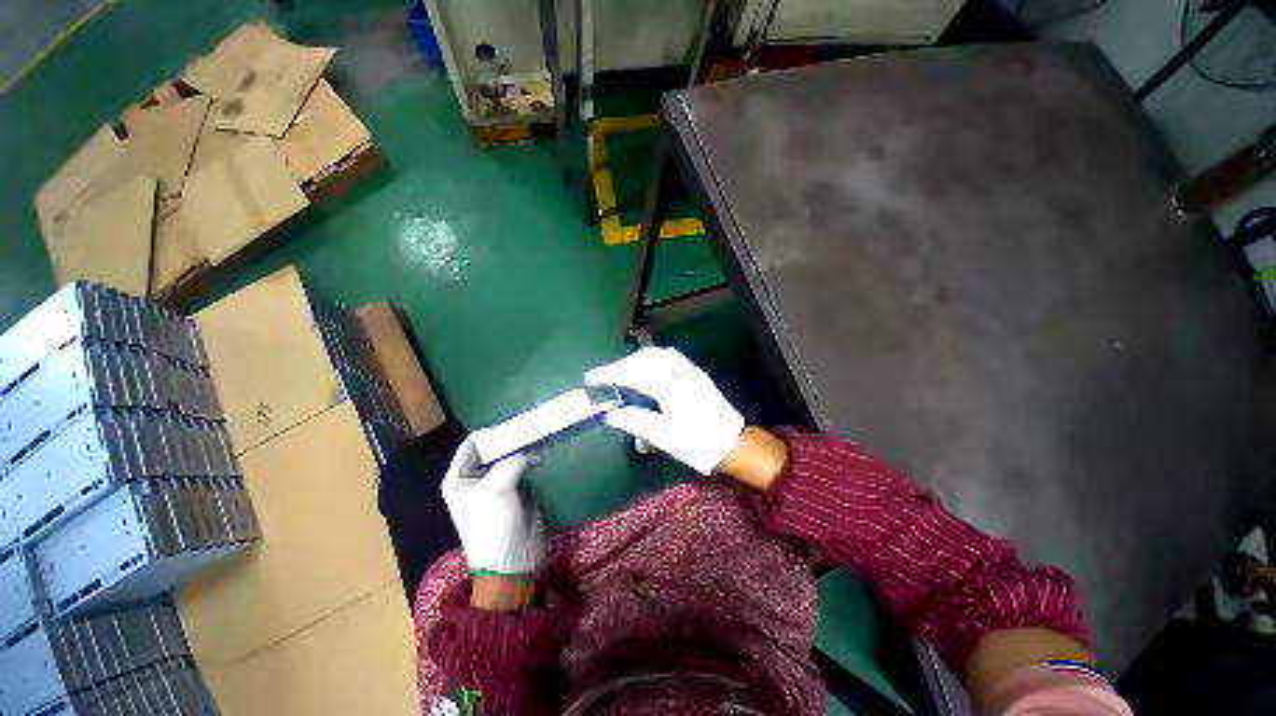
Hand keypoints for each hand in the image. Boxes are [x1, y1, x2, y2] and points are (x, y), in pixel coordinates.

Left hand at [441, 435, 543, 579]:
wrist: (513, 560)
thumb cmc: (493, 526)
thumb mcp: (497, 489)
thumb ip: (512, 461)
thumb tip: (532, 451)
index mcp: (459, 478)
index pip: (473, 443)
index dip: (493, 434)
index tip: (515, 429)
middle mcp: (476, 477)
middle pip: (494, 448)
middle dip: (512, 439)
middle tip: (532, 430)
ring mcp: (498, 482)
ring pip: (511, 456)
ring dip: (525, 448)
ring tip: (540, 438)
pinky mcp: (518, 488)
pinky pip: (524, 466)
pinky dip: (533, 458)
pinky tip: (543, 454)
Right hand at [584, 347, 744, 474]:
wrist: (733, 444)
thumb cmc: (697, 444)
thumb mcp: (663, 437)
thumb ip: (634, 421)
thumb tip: (609, 414)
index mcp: (669, 386)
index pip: (631, 373)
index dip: (608, 374)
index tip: (590, 379)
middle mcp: (679, 371)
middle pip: (642, 359)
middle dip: (620, 366)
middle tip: (605, 380)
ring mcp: (689, 370)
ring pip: (655, 355)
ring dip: (635, 361)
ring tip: (622, 375)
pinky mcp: (695, 373)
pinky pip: (668, 357)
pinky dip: (650, 360)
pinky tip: (647, 372)